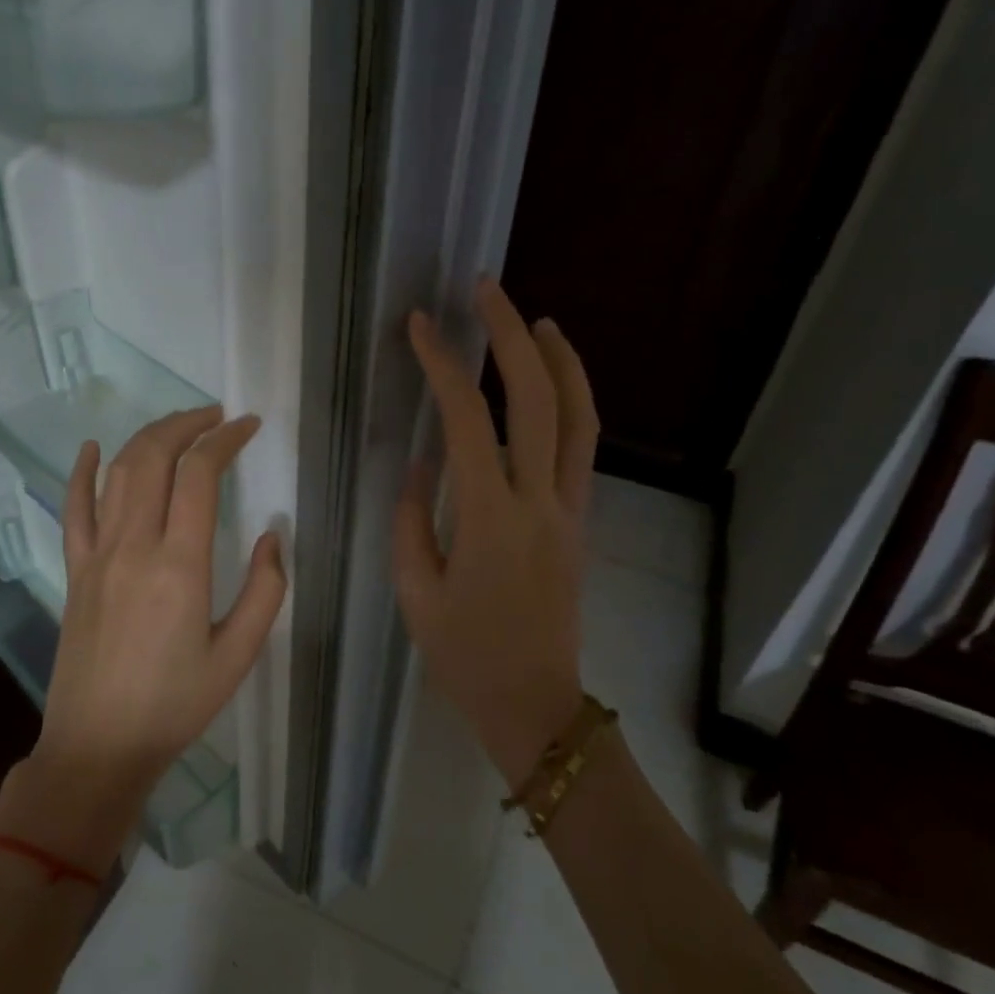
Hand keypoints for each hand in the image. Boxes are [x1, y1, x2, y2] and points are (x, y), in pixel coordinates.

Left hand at [0, 407, 286, 867]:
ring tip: (179, 427)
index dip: (224, 440)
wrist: (99, 745)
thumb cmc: (176, 705)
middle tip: (216, 417)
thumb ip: (264, 591)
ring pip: (118, 474)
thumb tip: (270, 537)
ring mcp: (96, 556)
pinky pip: (74, 509)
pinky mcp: (75, 572)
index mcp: (180, 566)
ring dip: (148, 438)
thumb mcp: (238, 655)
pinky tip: (94, 448)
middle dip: (186, 424)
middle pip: (153, 458)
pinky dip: (83, 472)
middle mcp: (134, 547)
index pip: (199, 475)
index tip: (247, 426)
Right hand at [393, 279, 599, 787]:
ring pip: (578, 417)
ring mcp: (570, 510)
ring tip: (535, 319)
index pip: (467, 421)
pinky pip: (583, 449)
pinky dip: (572, 402)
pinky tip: (551, 384)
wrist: (534, 704)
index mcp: (489, 520)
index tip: (420, 326)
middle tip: (485, 289)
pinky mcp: (581, 523)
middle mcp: (539, 502)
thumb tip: (421, 463)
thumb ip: (411, 520)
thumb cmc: (463, 656)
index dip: (442, 365)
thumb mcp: (416, 592)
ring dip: (559, 359)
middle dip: (510, 335)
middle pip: (537, 399)